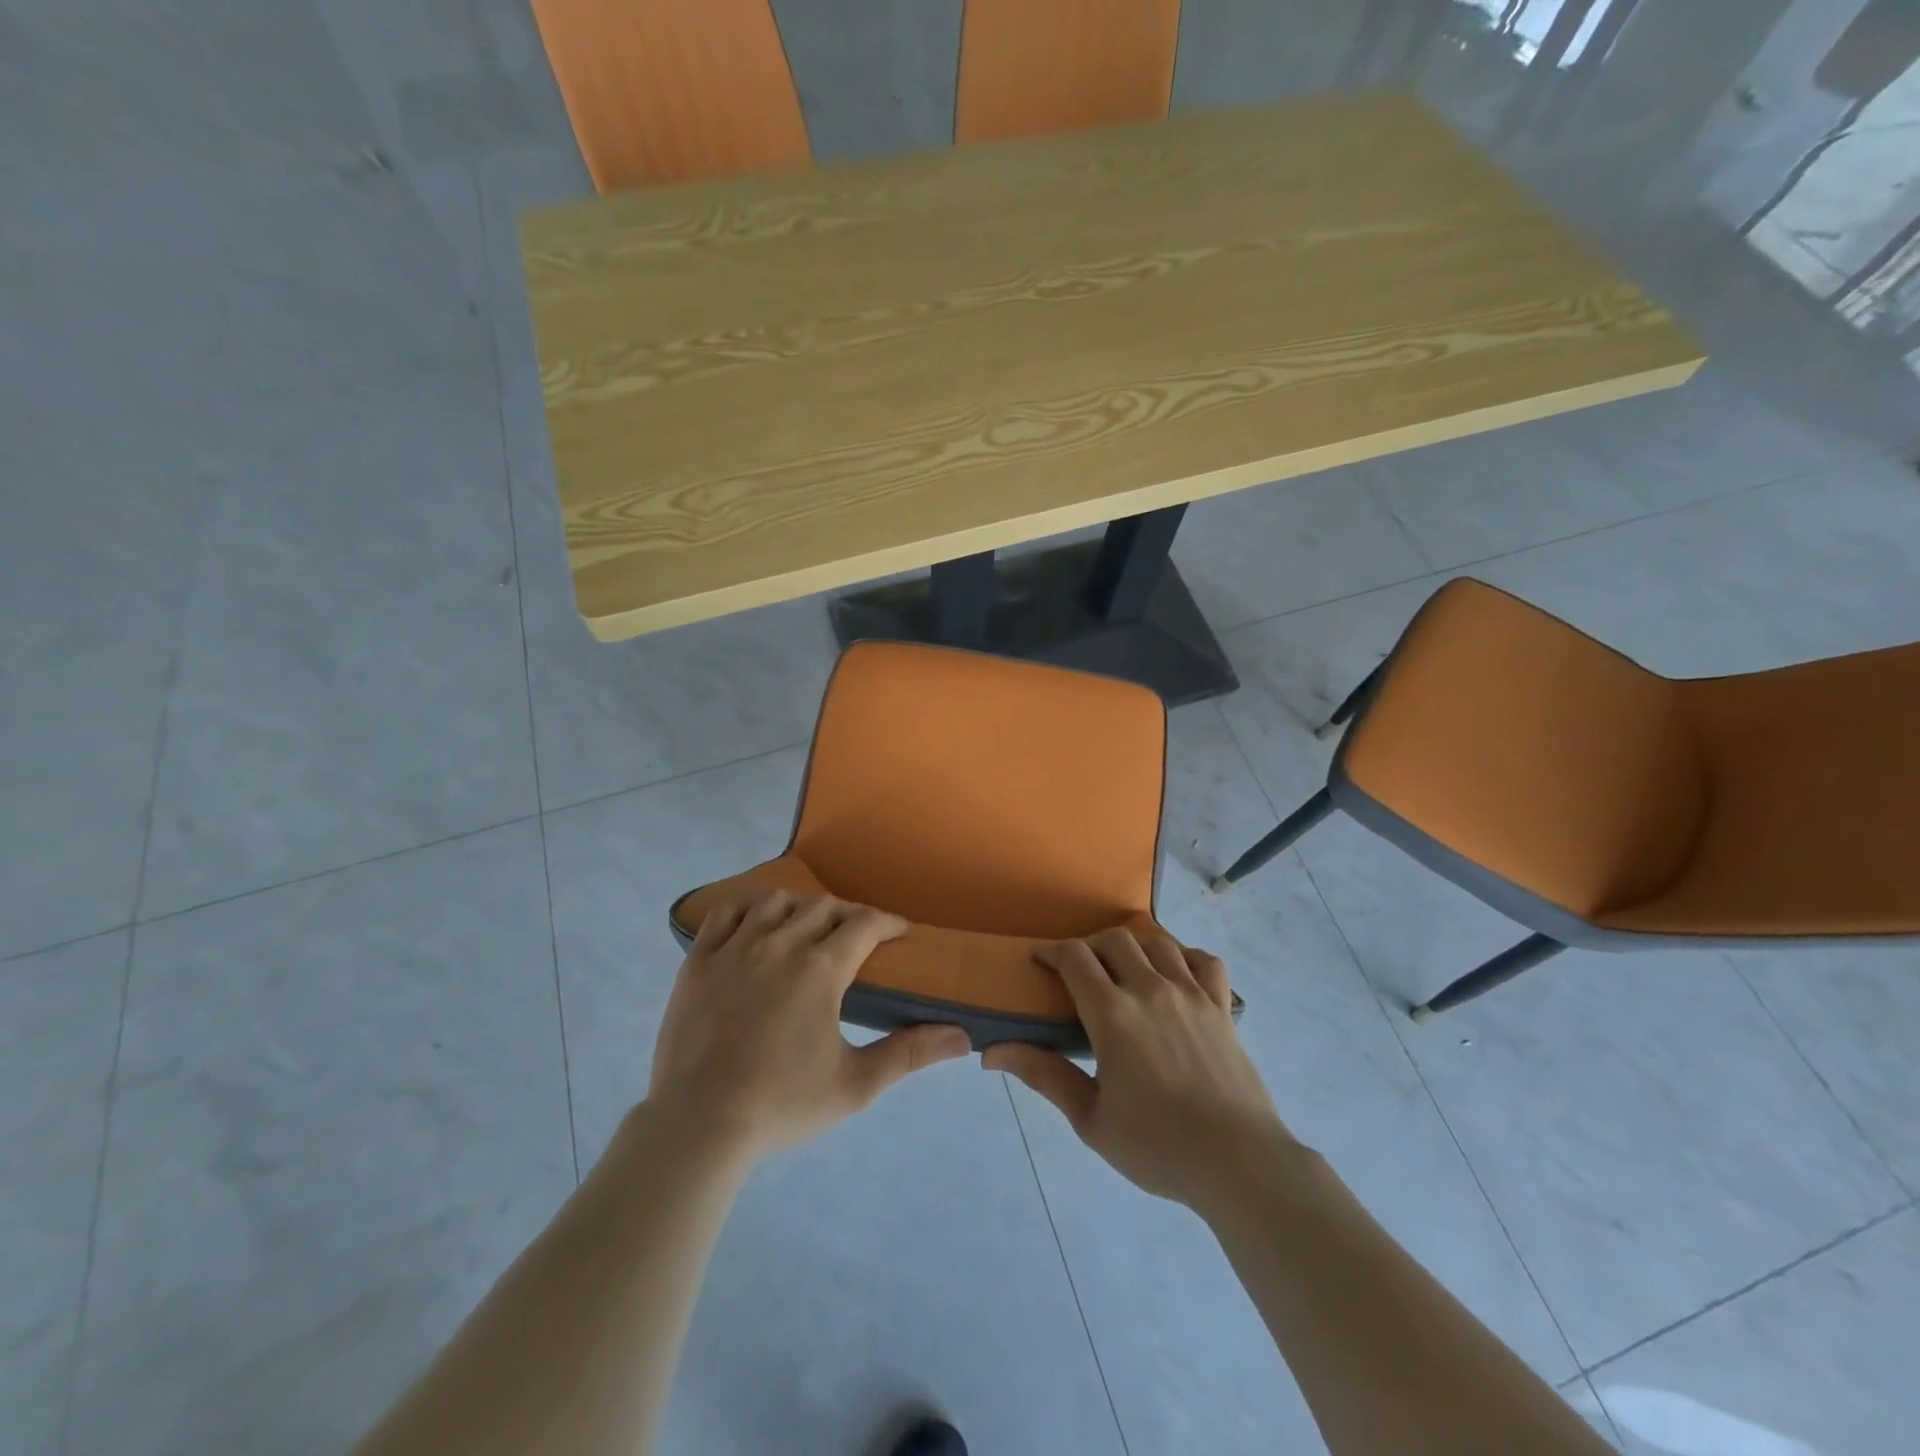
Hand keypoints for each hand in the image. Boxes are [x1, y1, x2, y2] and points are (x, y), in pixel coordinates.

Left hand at [648, 892, 970, 1161]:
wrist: (698, 1126)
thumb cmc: (782, 1105)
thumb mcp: (856, 1085)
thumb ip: (909, 1054)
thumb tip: (962, 1038)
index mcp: (820, 969)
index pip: (864, 924)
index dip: (887, 922)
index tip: (899, 932)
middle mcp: (780, 944)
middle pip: (824, 908)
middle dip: (849, 916)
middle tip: (859, 937)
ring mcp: (735, 948)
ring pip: (776, 902)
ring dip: (800, 908)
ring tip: (808, 928)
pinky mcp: (698, 960)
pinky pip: (726, 913)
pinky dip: (747, 909)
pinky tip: (756, 924)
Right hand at [984, 928, 1292, 1214]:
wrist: (1238, 1163)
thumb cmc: (1158, 1146)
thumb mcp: (1091, 1119)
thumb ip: (1044, 1075)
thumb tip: (991, 1052)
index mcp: (1113, 1014)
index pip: (1074, 957)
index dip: (1051, 951)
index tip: (1040, 962)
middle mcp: (1150, 989)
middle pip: (1114, 939)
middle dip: (1089, 947)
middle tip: (1080, 973)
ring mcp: (1191, 994)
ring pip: (1157, 942)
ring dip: (1133, 947)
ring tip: (1124, 970)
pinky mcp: (1222, 1007)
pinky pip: (1204, 961)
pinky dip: (1185, 957)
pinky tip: (1176, 975)